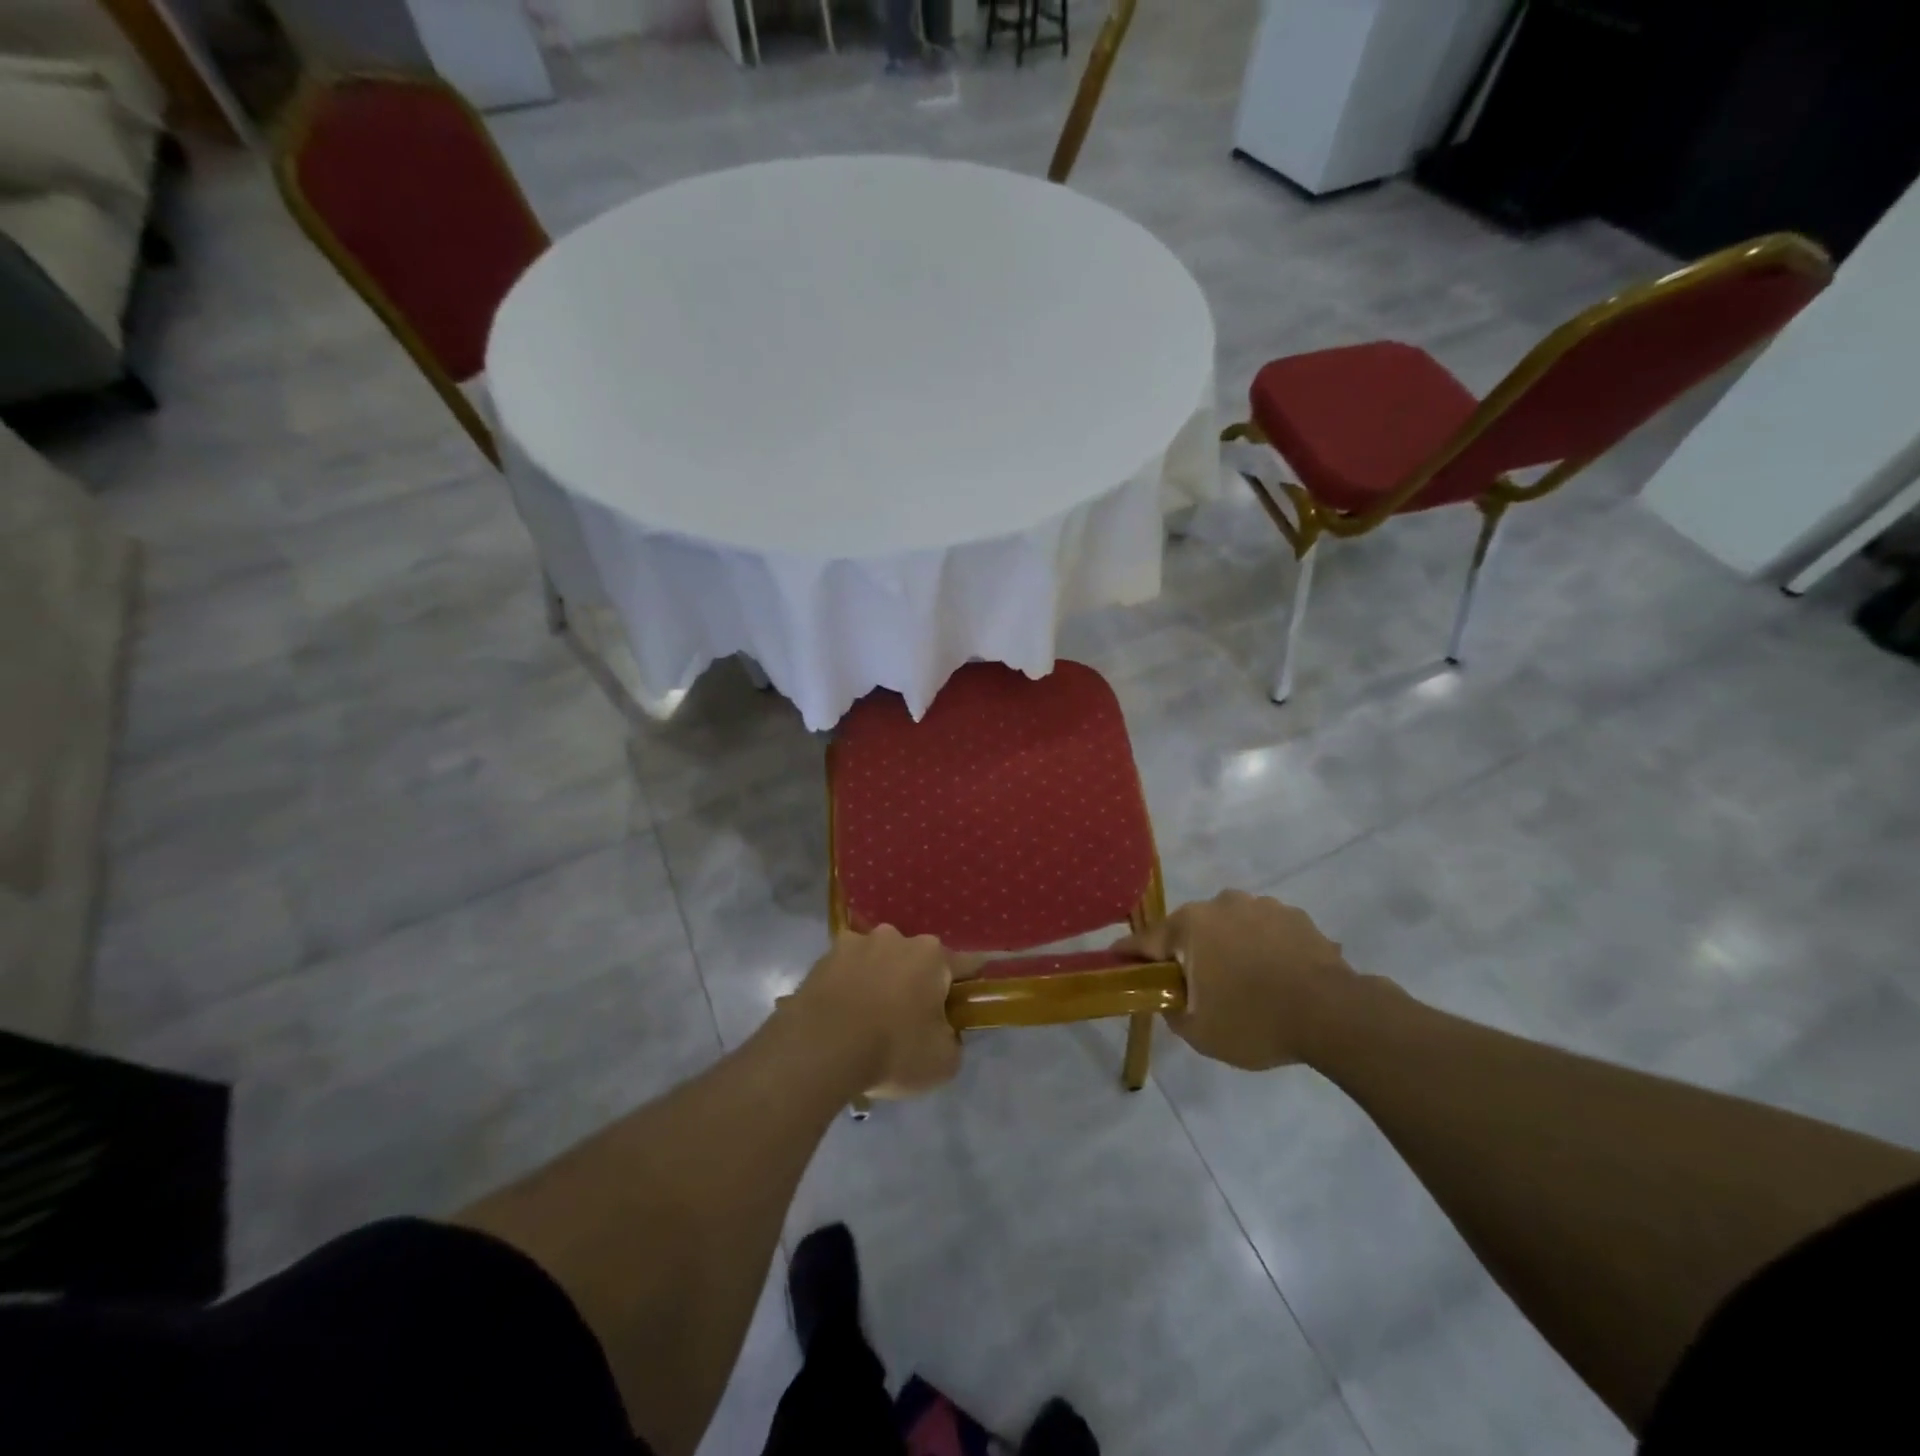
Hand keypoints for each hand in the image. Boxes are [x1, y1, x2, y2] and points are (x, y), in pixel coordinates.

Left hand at [788, 927, 978, 1097]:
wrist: (819, 1048)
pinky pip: (846, 972)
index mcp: (932, 956)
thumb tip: (945, 1032)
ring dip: (880, 981)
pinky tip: (843, 1016)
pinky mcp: (823, 958)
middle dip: (917, 983)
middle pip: (917, 960)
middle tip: (911, 1020)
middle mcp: (896, 938)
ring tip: (868, 1018)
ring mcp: (856, 943)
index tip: (968, 1000)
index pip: (966, 964)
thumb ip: (953, 1040)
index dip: (970, 983)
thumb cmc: (892, 1050)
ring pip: (879, 961)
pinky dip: (849, 987)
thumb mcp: (943, 1062)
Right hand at [1116, 890, 1355, 1070]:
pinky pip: (1265, 932)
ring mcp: (1261, 906)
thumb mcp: (1198, 1031)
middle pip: (1190, 930)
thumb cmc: (1254, 1021)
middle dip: (1188, 953)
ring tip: (1247, 983)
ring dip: (1229, 948)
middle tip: (1196, 987)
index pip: (1145, 940)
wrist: (1334, 1015)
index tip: (1117, 962)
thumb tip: (1170, 996)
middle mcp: (1220, 904)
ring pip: (1230, 927)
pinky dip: (1263, 949)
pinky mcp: (1295, 916)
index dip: (1129, 955)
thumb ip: (1171, 1009)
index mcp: (1189, 925)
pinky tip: (1277, 978)